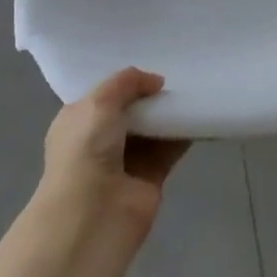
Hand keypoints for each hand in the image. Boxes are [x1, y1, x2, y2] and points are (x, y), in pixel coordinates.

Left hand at [40, 69, 189, 232]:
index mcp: (77, 122)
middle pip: (131, 110)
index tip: (149, 62)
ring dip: (169, 112)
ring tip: (192, 87)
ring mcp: (125, 161)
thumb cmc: (85, 151)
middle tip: (177, 72)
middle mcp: (99, 140)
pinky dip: (184, 132)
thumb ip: (126, 82)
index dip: (124, 81)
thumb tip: (155, 82)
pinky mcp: (150, 177)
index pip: (102, 95)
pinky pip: (170, 147)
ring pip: (152, 128)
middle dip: (150, 94)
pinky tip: (199, 113)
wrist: (93, 214)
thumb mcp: (99, 102)